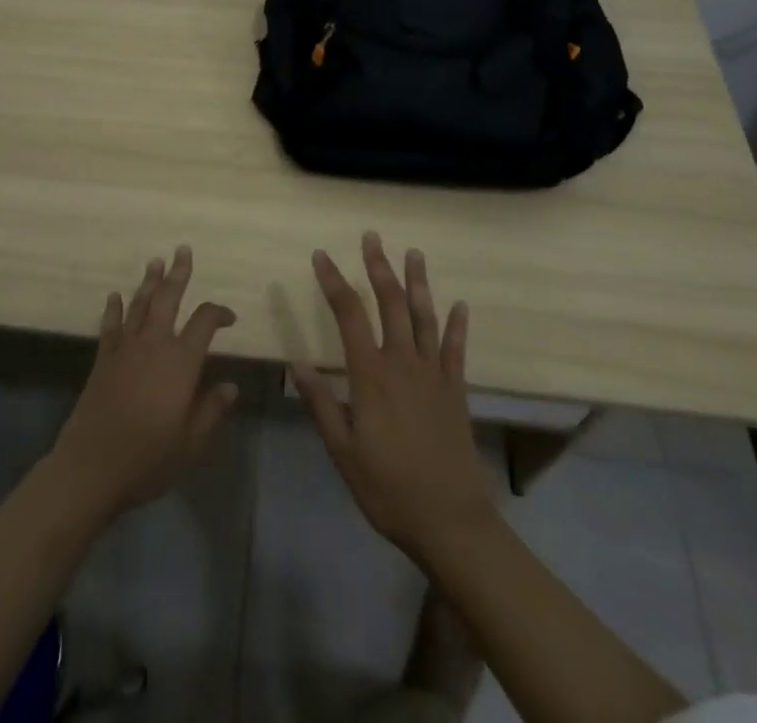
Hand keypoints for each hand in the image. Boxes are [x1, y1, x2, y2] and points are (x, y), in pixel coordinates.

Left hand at [50, 245, 239, 521]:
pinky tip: (114, 296)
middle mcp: (154, 344)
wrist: (91, 467)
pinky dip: (113, 309)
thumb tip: (230, 385)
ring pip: (140, 305)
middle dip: (178, 273)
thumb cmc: (148, 458)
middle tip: (182, 250)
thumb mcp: (190, 442)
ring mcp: (125, 349)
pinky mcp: (103, 359)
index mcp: (181, 361)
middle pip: (168, 299)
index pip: (204, 322)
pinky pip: (110, 326)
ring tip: (155, 261)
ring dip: (149, 282)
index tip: (229, 318)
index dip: (219, 313)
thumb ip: (211, 409)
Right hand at [292, 232, 495, 561]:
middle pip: (389, 303)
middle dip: (378, 267)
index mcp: (370, 374)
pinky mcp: (455, 390)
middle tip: (372, 237)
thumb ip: (321, 404)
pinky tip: (460, 304)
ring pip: (423, 316)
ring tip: (413, 253)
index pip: (348, 314)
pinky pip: (455, 349)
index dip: (333, 281)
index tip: (321, 256)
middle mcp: (402, 362)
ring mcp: (433, 373)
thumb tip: (296, 363)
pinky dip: (457, 325)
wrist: (450, 520)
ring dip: (417, 282)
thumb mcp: (342, 451)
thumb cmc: (388, 488)